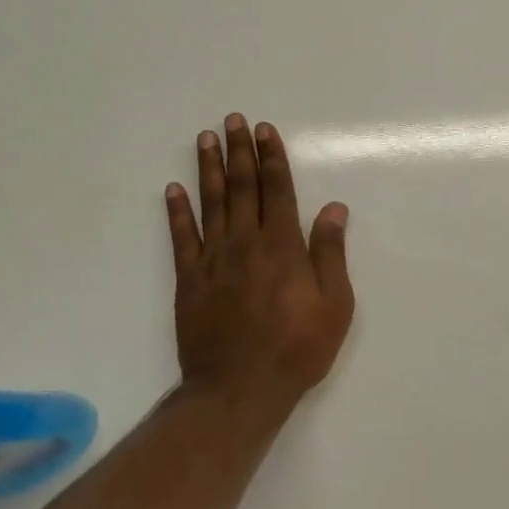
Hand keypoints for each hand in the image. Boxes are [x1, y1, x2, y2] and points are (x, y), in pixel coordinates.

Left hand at [165, 115, 354, 409]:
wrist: (240, 388)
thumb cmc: (297, 348)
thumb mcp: (334, 304)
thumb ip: (330, 253)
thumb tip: (333, 208)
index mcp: (283, 247)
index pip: (278, 191)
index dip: (272, 158)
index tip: (264, 131)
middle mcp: (246, 243)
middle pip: (243, 188)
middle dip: (239, 152)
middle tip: (232, 120)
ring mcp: (213, 260)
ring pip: (211, 204)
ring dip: (209, 169)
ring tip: (205, 139)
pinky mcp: (189, 280)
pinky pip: (181, 238)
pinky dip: (177, 212)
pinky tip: (174, 189)